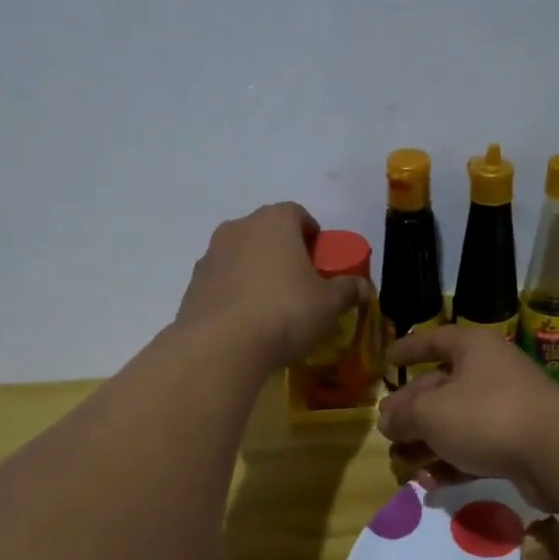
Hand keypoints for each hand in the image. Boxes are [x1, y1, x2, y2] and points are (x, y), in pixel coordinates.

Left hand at [175, 203, 369, 370]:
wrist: (221, 345)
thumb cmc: (285, 312)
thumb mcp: (329, 304)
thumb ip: (348, 290)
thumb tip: (365, 287)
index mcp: (275, 222)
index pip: (297, 213)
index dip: (313, 235)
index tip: (321, 261)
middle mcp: (239, 228)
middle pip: (267, 232)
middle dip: (284, 252)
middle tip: (300, 283)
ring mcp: (210, 255)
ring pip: (241, 256)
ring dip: (256, 272)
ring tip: (271, 306)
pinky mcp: (193, 284)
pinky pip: (222, 282)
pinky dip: (235, 293)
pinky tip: (246, 322)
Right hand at [378, 325, 558, 509]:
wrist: (557, 453)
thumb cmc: (486, 416)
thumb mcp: (431, 413)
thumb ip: (404, 415)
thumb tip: (387, 420)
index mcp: (473, 349)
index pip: (434, 340)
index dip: (409, 349)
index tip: (387, 360)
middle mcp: (491, 373)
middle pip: (441, 387)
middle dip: (411, 410)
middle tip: (386, 429)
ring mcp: (507, 410)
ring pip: (456, 423)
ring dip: (427, 443)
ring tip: (401, 462)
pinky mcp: (517, 445)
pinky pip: (475, 449)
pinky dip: (452, 463)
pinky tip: (430, 482)